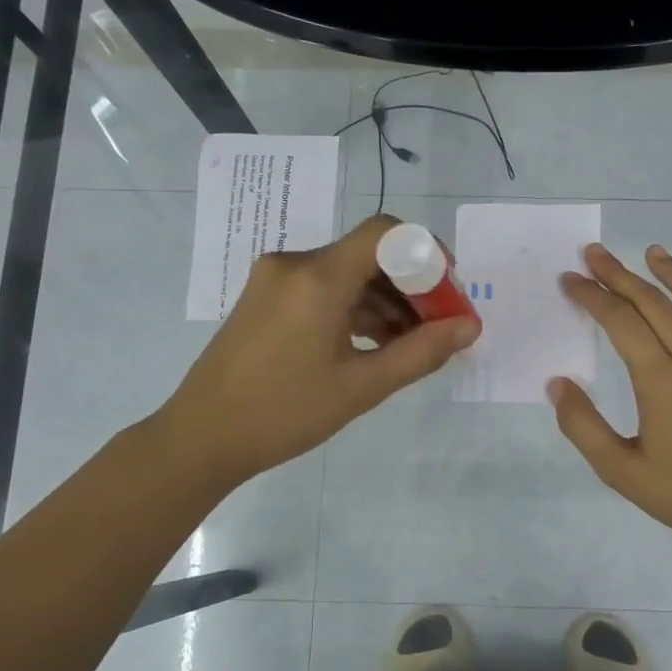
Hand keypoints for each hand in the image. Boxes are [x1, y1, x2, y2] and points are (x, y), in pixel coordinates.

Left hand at [157, 215, 480, 489]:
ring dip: (384, 302)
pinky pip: (323, 289)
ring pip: (347, 274)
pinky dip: (355, 309)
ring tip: (410, 345)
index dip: (426, 253)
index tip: (449, 291)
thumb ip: (421, 352)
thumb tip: (470, 327)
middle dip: (411, 285)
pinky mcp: (266, 298)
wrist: (201, 438)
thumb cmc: (284, 414)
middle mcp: (295, 264)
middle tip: (439, 326)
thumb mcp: (361, 387)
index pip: (385, 233)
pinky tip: (374, 344)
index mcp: (317, 277)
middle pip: (369, 254)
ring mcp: (275, 279)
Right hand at [551, 243, 671, 548]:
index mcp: (659, 379)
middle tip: (597, 253)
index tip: (570, 279)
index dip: (591, 296)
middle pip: (654, 305)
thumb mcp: (619, 469)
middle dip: (620, 275)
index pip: (618, 322)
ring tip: (655, 253)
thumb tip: (557, 383)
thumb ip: (583, 426)